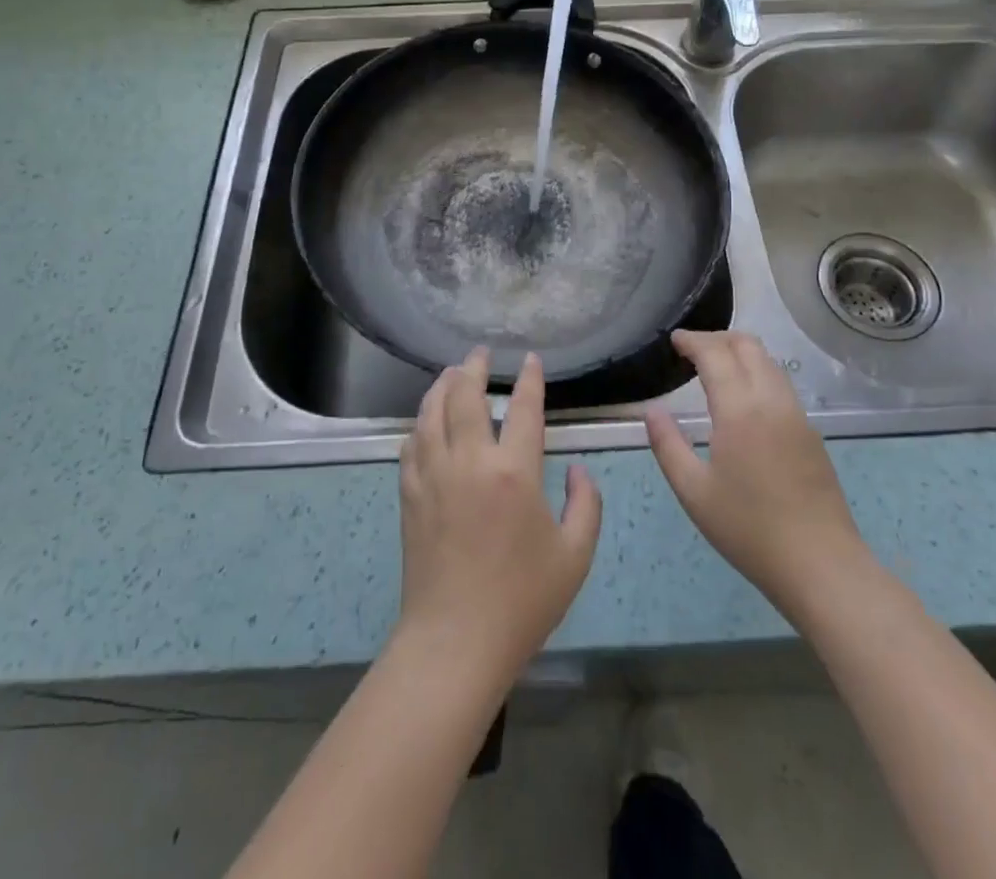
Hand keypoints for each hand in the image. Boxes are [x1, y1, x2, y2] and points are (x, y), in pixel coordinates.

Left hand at [394, 349, 601, 691]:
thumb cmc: (522, 600)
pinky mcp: (409, 495)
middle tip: (479, 353)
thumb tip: (579, 468)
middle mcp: (469, 461)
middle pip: (465, 396)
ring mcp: (433, 475)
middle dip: (473, 367)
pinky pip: (411, 444)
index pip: (522, 408)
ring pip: (431, 412)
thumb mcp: (575, 556)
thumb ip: (586, 504)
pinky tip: (426, 422)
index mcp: (514, 472)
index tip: (529, 359)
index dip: (528, 379)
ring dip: (441, 386)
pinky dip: (420, 423)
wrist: (454, 642)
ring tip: (450, 373)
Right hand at [646, 330, 877, 626]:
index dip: (692, 341)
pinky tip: (742, 397)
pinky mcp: (811, 432)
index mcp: (740, 410)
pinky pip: (780, 384)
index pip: (715, 354)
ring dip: (740, 352)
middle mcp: (772, 400)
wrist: (821, 565)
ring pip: (768, 362)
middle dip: (717, 338)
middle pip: (747, 346)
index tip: (674, 340)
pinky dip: (757, 372)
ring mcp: (797, 414)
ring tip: (714, 367)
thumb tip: (652, 411)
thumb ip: (668, 445)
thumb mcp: (694, 492)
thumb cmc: (749, 530)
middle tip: (691, 350)